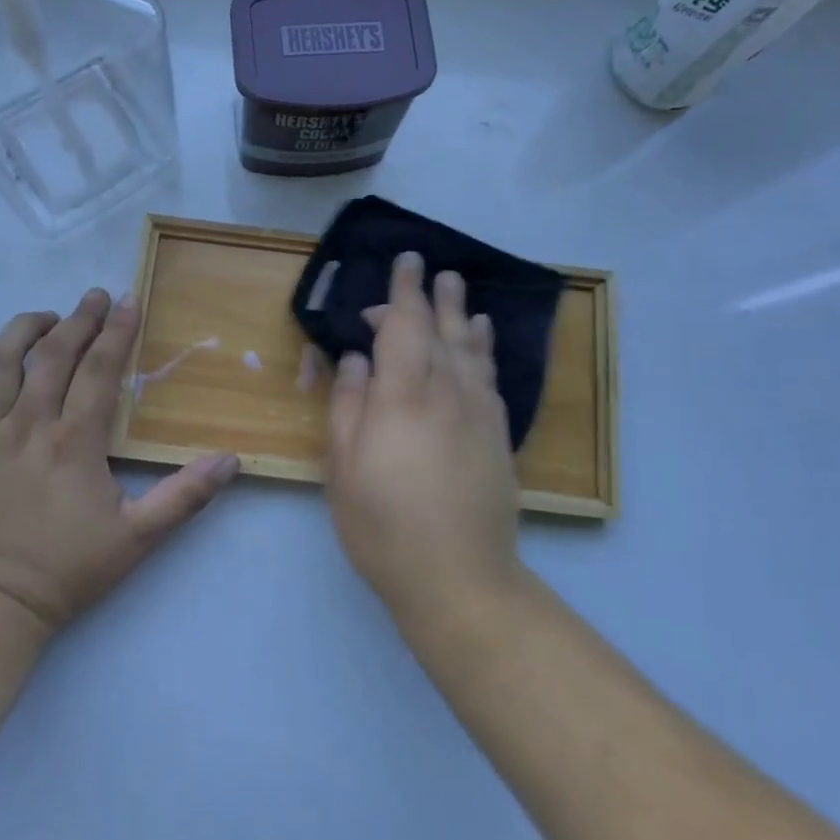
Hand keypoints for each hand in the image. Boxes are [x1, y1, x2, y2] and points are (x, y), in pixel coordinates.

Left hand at [0, 289, 238, 639]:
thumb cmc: (66, 570)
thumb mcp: (137, 538)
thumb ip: (184, 496)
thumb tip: (231, 460)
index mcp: (74, 441)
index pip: (100, 369)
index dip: (117, 330)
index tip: (128, 300)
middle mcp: (28, 425)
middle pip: (52, 354)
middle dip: (78, 318)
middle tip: (94, 296)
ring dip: (23, 330)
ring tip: (46, 317)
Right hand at [325, 253, 522, 624]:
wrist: (458, 576)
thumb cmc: (383, 523)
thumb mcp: (343, 466)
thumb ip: (349, 404)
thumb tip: (357, 359)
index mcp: (402, 394)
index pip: (403, 325)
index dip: (403, 291)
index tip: (406, 263)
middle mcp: (445, 391)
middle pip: (440, 329)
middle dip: (433, 296)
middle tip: (432, 268)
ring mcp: (478, 412)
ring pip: (470, 348)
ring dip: (461, 313)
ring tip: (458, 289)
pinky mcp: (497, 435)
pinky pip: (490, 376)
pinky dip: (484, 349)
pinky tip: (481, 339)